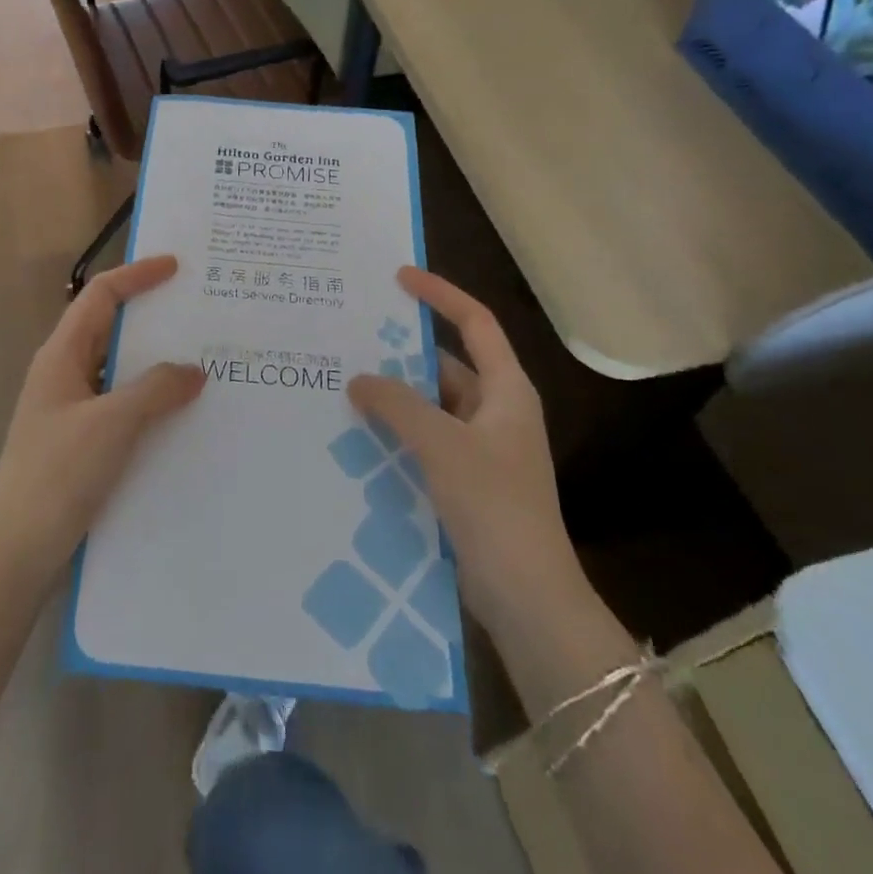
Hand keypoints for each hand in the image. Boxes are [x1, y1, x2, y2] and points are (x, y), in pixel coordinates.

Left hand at [0, 257, 204, 583]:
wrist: (15, 551)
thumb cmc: (58, 475)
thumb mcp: (112, 424)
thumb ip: (156, 389)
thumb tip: (194, 369)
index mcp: (61, 355)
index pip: (100, 296)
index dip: (137, 275)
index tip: (176, 267)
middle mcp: (64, 374)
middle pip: (109, 327)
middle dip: (152, 316)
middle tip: (198, 312)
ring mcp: (70, 409)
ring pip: (118, 368)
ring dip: (154, 361)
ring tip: (201, 359)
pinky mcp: (80, 442)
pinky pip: (121, 403)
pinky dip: (149, 398)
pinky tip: (180, 413)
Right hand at [348, 268, 581, 626]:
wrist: (528, 597)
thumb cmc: (494, 506)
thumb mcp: (442, 445)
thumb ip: (397, 405)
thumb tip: (359, 379)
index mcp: (506, 390)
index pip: (475, 323)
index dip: (440, 294)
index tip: (399, 276)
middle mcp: (497, 412)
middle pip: (447, 364)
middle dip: (403, 352)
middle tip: (353, 337)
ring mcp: (483, 449)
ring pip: (432, 406)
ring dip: (396, 397)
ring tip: (345, 383)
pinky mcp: (467, 481)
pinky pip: (426, 441)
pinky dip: (398, 433)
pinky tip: (359, 435)